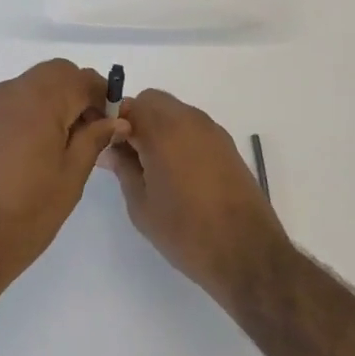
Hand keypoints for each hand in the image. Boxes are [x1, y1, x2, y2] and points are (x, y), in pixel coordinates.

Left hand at [0, 60, 127, 298]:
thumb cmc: (24, 215)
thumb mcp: (70, 180)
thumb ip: (93, 141)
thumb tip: (115, 120)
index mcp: (38, 101)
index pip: (80, 78)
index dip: (103, 95)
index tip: (114, 122)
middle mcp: (10, 93)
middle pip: (54, 74)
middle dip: (78, 93)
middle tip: (92, 131)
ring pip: (30, 86)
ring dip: (53, 102)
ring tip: (64, 145)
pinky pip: (10, 105)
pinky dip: (29, 113)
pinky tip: (33, 151)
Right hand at [102, 89, 289, 307]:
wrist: (247, 253)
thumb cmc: (185, 231)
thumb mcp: (141, 205)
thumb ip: (123, 169)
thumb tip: (110, 149)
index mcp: (164, 130)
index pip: (129, 105)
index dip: (113, 121)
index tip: (107, 146)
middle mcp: (190, 120)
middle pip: (153, 102)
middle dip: (136, 120)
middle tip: (129, 156)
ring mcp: (212, 131)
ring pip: (175, 113)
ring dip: (158, 128)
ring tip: (153, 168)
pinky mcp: (227, 146)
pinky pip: (193, 128)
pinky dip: (179, 138)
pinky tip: (178, 173)